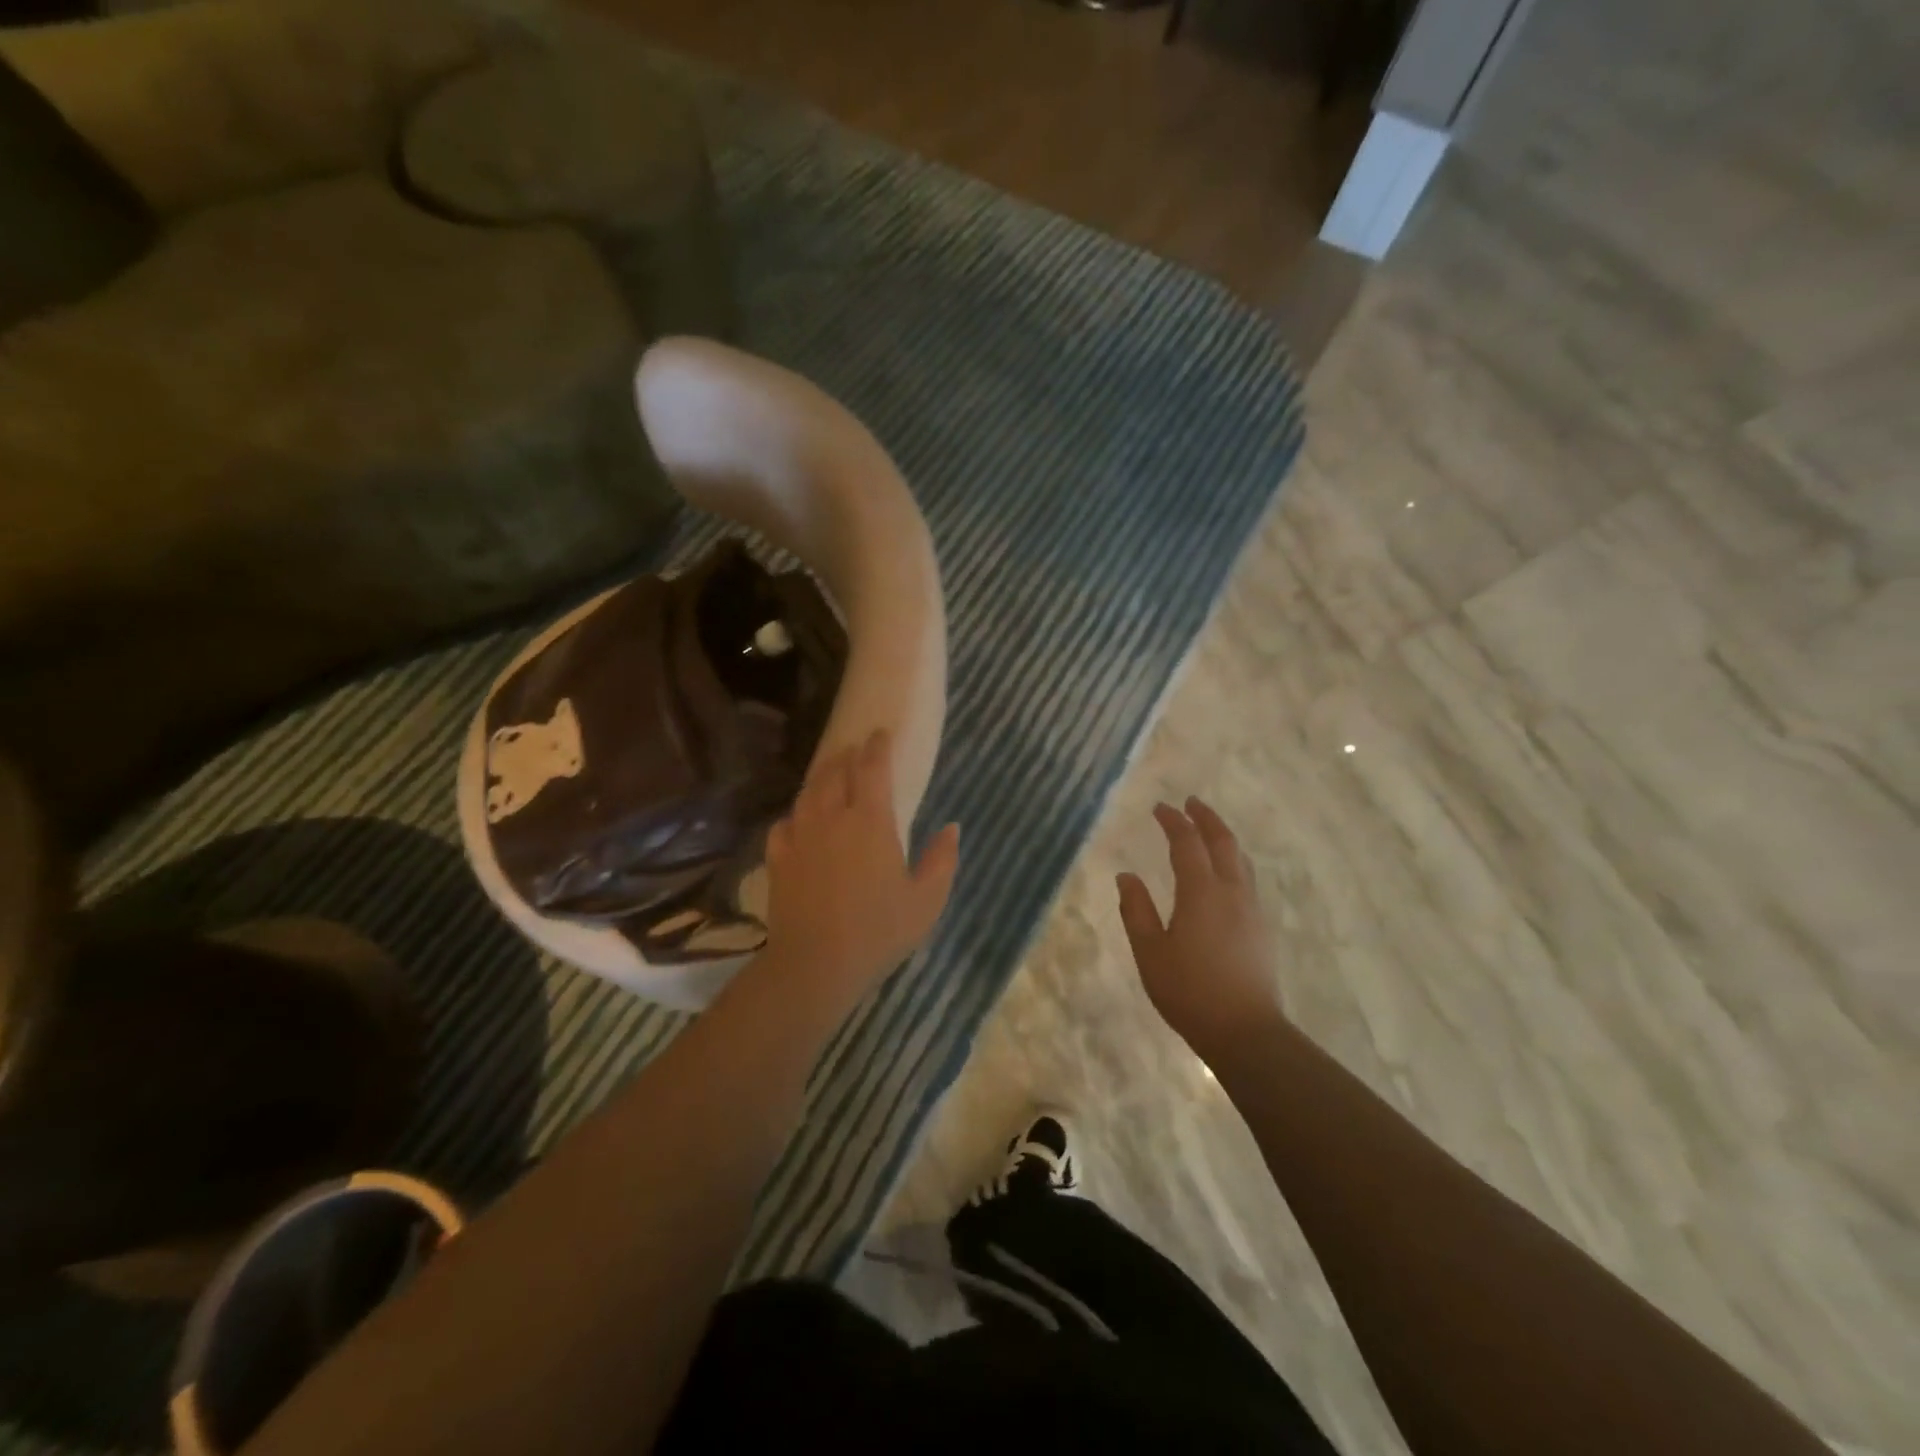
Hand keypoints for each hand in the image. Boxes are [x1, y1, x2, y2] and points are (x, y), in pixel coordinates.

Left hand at [759, 729, 958, 1014]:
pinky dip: (796, 814)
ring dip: (822, 777)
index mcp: (870, 821)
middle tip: (856, 750)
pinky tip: (800, 821)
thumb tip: (952, 827)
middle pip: (835, 772)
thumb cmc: (879, 931)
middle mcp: (832, 818)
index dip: (877, 747)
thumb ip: (942, 859)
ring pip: (808, 793)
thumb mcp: (926, 900)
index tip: (880, 734)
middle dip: (847, 755)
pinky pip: (785, 823)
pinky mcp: (778, 858)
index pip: (872, 768)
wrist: (815, 964)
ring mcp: (800, 836)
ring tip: (830, 774)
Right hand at [1118, 798, 1281, 1053]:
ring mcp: (1251, 910)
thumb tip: (1126, 876)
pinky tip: (1224, 874)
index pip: (1187, 843)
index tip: (1160, 807)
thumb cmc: (1189, 991)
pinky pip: (1247, 879)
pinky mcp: (1261, 928)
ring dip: (1223, 837)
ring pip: (1241, 860)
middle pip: (1223, 842)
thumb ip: (1136, 910)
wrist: (1245, 1032)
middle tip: (1190, 803)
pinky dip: (1233, 861)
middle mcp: (1231, 892)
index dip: (1173, 821)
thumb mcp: (1150, 951)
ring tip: (1209, 830)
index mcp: (1201, 892)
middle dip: (1206, 818)